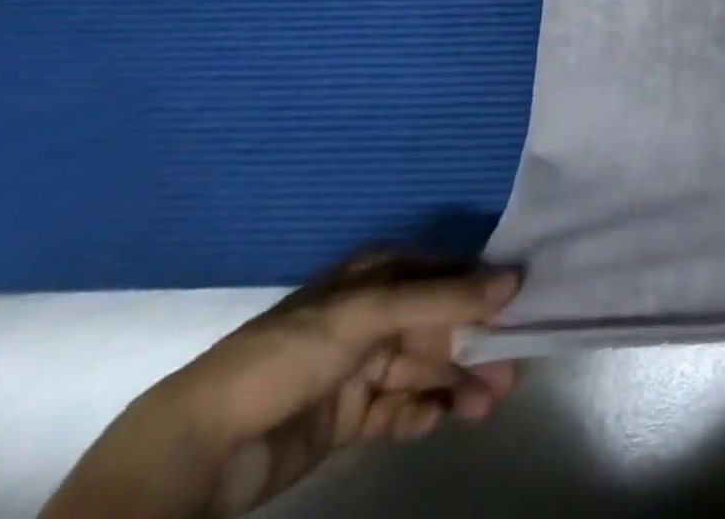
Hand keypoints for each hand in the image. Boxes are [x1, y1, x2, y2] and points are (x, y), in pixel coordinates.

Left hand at [39, 254, 522, 518]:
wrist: (199, 447)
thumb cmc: (291, 353)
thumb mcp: (372, 312)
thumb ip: (447, 299)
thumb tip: (517, 279)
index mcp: (379, 276)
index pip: (448, 276)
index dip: (487, 291)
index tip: (526, 309)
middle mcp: (376, 316)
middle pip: (442, 327)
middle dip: (477, 348)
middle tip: (512, 372)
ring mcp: (362, 368)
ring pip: (426, 370)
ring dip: (458, 384)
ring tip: (487, 403)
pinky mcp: (349, 416)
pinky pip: (399, 408)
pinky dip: (421, 414)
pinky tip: (435, 421)